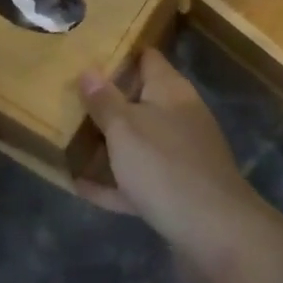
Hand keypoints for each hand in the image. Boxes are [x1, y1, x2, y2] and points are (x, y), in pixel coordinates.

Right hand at [76, 49, 265, 251]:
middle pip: (140, 99)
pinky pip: (138, 179)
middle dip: (107, 101)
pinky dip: (114, 182)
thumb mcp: (125, 128)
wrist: (214, 230)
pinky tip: (81, 186)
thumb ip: (104, 100)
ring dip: (108, 143)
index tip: (88, 53)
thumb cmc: (164, 165)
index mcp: (170, 90)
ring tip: (69, 139)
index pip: (147, 57)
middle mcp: (179, 116)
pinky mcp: (177, 189)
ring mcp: (180, 154)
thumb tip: (88, 70)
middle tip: (68, 97)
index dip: (121, 52)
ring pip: (138, 140)